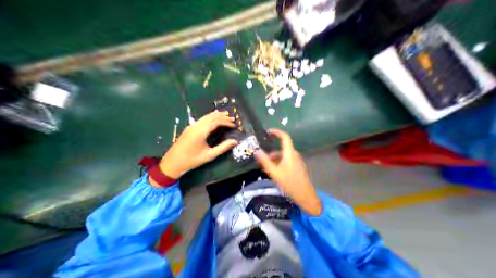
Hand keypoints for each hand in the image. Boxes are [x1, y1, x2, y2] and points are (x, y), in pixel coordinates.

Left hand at [155, 110, 238, 182]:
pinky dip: (209, 117)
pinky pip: (201, 119)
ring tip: (225, 115)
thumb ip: (223, 147)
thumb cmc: (192, 160)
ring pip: (205, 117)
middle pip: (211, 117)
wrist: (173, 162)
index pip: (216, 122)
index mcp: (201, 132)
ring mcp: (191, 126)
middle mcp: (196, 126)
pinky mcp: (189, 128)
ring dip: (216, 115)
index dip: (226, 122)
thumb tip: (235, 141)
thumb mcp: (209, 155)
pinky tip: (213, 119)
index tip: (234, 125)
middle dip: (222, 116)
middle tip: (232, 118)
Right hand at [256, 129, 321, 215]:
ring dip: (275, 159)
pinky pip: (287, 161)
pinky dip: (280, 163)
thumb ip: (265, 161)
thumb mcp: (274, 172)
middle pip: (282, 148)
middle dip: (272, 152)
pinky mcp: (298, 167)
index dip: (277, 132)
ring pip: (284, 156)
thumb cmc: (289, 182)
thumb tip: (256, 151)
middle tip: (263, 159)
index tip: (268, 131)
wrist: (304, 195)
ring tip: (267, 169)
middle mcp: (294, 155)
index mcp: (290, 153)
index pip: (285, 137)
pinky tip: (275, 173)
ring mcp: (297, 161)